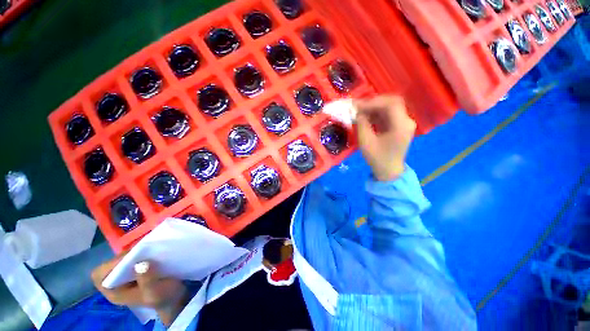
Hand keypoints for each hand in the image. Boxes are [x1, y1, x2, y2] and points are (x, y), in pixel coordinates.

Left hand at [91, 257, 188, 325]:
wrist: (175, 297)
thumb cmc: (163, 298)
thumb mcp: (156, 293)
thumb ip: (148, 281)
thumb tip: (142, 263)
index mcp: (115, 293)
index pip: (100, 276)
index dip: (111, 265)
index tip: (128, 259)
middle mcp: (117, 282)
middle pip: (110, 264)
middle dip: (124, 257)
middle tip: (141, 251)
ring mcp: (127, 275)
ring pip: (122, 259)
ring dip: (133, 253)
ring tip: (147, 250)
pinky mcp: (137, 268)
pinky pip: (133, 257)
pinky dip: (140, 252)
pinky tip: (151, 252)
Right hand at [354, 95, 415, 180]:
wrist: (388, 171)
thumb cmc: (377, 158)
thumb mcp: (365, 141)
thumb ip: (362, 124)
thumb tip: (357, 111)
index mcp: (401, 126)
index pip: (390, 104)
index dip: (373, 102)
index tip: (357, 106)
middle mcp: (406, 121)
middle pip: (392, 102)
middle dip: (374, 102)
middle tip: (359, 107)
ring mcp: (404, 123)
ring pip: (390, 107)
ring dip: (374, 107)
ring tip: (360, 111)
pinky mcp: (399, 126)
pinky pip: (388, 114)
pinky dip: (377, 113)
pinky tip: (366, 116)